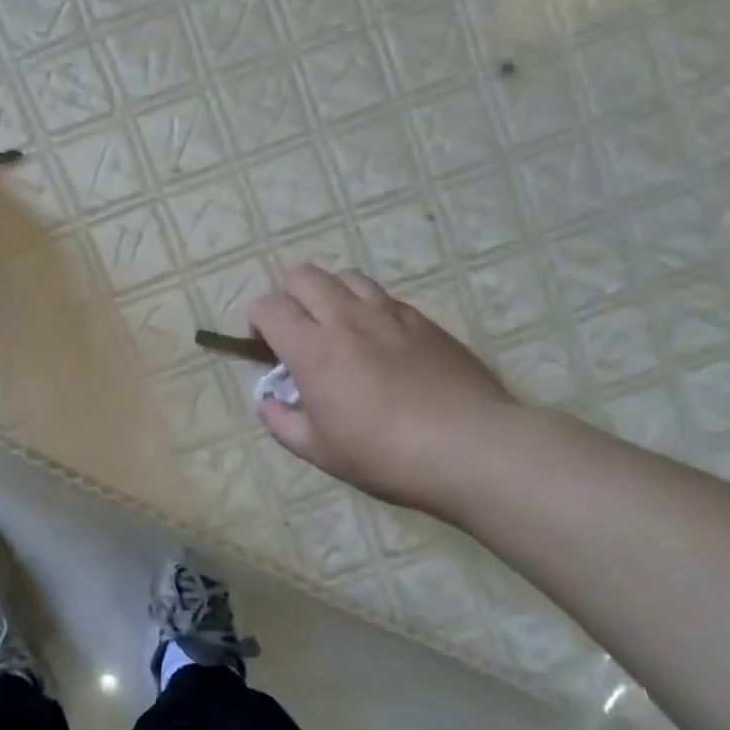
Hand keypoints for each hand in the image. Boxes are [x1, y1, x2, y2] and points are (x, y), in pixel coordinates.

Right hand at [248, 265, 520, 520]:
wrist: (471, 447)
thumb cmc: (385, 454)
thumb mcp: (320, 451)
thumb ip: (282, 422)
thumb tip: (268, 402)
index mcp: (312, 349)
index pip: (268, 306)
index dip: (258, 322)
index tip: (268, 348)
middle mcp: (345, 319)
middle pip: (303, 275)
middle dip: (290, 296)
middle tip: (299, 331)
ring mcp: (388, 314)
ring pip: (346, 276)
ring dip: (331, 294)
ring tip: (339, 328)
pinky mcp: (424, 320)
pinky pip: (385, 297)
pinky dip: (369, 308)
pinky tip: (380, 341)